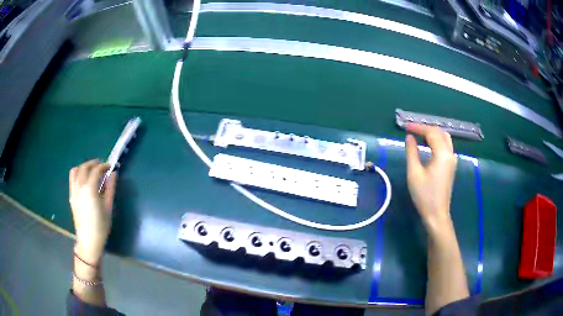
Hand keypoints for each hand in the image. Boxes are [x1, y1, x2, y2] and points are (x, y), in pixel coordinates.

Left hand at [69, 159, 116, 263]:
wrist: (88, 240)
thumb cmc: (101, 226)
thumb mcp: (108, 207)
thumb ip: (110, 188)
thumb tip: (114, 173)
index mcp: (90, 189)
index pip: (96, 170)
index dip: (104, 166)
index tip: (110, 167)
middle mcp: (80, 186)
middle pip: (85, 167)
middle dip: (94, 163)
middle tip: (102, 167)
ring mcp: (74, 190)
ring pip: (77, 169)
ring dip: (85, 166)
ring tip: (92, 171)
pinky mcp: (71, 195)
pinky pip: (72, 177)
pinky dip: (78, 172)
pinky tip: (84, 178)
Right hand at [405, 124, 456, 231]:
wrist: (436, 213)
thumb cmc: (424, 195)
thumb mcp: (414, 173)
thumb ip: (411, 152)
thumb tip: (409, 137)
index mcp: (442, 154)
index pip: (431, 133)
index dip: (418, 128)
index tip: (406, 127)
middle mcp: (450, 154)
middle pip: (440, 133)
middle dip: (426, 128)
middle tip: (412, 130)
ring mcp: (452, 160)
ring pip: (445, 138)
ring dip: (433, 134)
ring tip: (419, 136)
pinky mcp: (451, 166)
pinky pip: (446, 146)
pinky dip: (437, 141)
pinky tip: (428, 145)